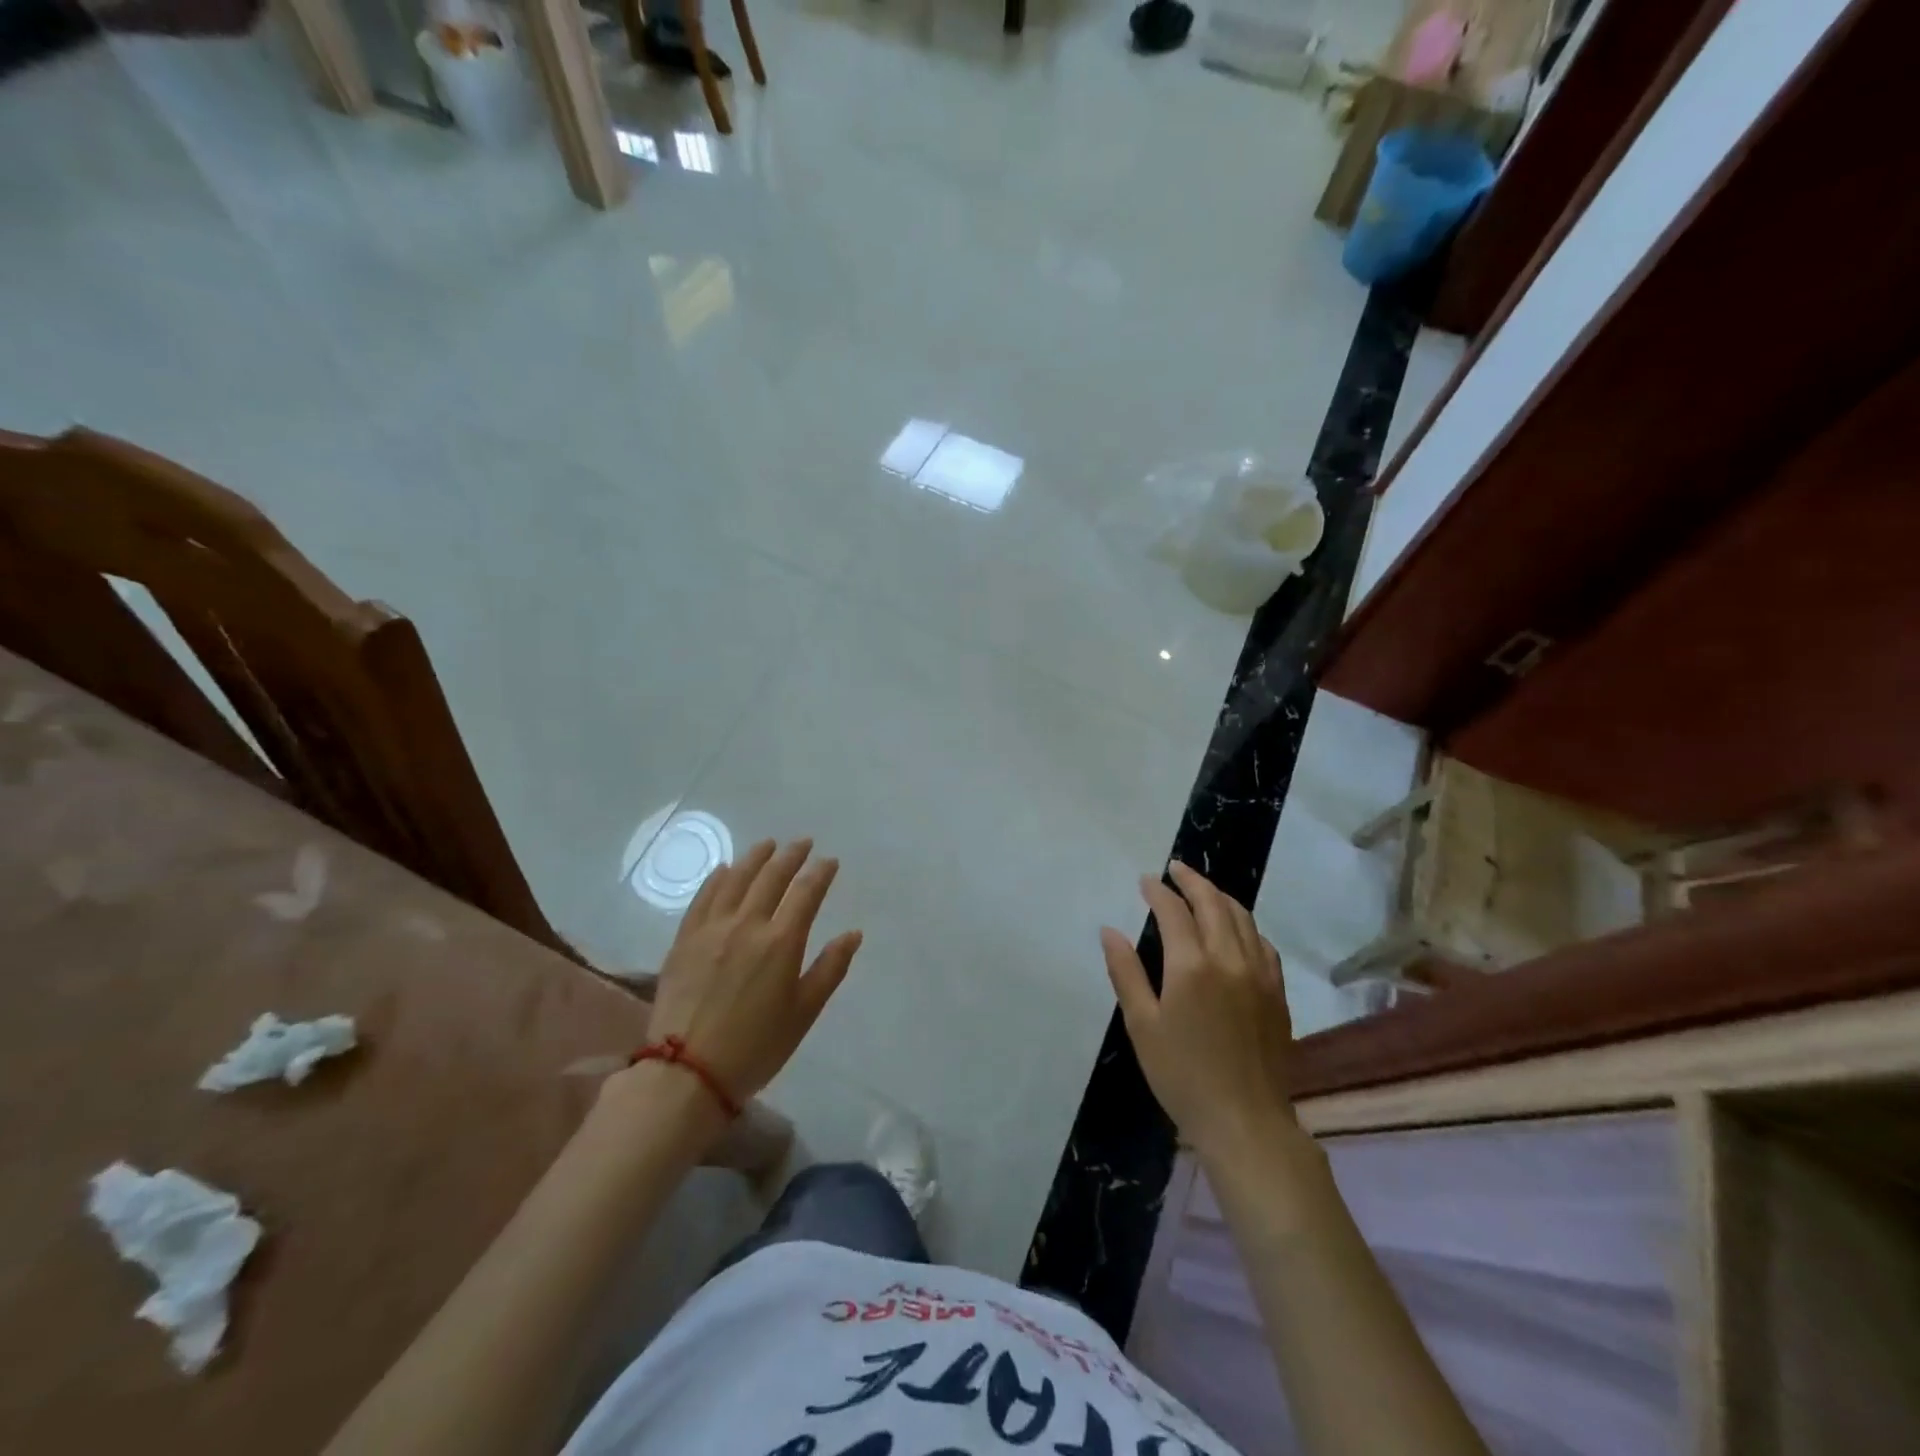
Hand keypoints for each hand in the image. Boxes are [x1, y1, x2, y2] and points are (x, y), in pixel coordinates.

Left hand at [625, 838, 862, 1111]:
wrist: (686, 1073)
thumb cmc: (755, 1047)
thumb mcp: (804, 1013)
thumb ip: (830, 969)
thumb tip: (853, 934)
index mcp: (781, 942)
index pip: (806, 893)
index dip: (820, 873)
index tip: (829, 861)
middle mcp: (747, 924)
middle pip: (771, 877)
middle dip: (790, 856)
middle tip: (802, 843)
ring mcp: (711, 928)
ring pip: (736, 879)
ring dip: (755, 858)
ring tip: (767, 845)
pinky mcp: (684, 939)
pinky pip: (703, 897)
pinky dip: (717, 878)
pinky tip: (724, 870)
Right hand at [1102, 862, 1294, 1160]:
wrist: (1245, 1121)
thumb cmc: (1182, 1075)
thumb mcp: (1142, 1025)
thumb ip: (1126, 972)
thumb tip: (1110, 931)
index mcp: (1191, 965)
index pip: (1174, 911)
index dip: (1158, 891)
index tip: (1146, 881)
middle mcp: (1229, 958)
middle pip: (1213, 903)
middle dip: (1192, 881)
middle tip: (1175, 869)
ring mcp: (1259, 974)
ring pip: (1243, 917)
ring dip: (1220, 897)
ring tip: (1203, 890)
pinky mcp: (1277, 992)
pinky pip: (1262, 943)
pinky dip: (1245, 924)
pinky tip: (1236, 929)